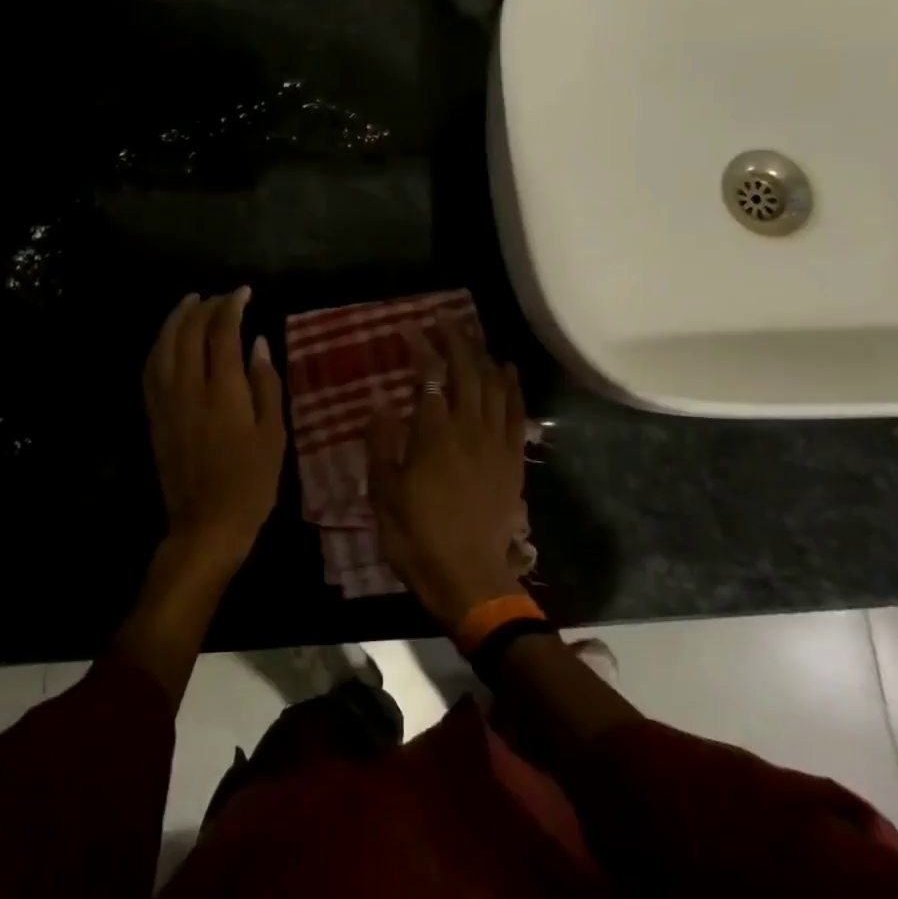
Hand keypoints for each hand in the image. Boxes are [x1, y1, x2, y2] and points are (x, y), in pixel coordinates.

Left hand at [143, 287, 286, 572]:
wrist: (206, 524)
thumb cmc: (251, 483)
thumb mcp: (273, 434)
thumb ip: (266, 384)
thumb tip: (257, 343)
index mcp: (223, 391)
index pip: (222, 332)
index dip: (232, 305)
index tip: (244, 291)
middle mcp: (189, 388)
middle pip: (189, 332)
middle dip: (205, 306)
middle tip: (222, 297)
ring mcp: (166, 401)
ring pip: (164, 345)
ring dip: (176, 318)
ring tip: (190, 301)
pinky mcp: (155, 415)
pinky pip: (151, 368)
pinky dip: (159, 345)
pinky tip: (167, 339)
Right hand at [366, 315, 528, 630]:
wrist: (469, 577)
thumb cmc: (416, 536)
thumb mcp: (384, 492)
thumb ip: (382, 444)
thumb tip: (380, 402)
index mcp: (434, 434)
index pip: (430, 377)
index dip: (422, 349)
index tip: (411, 330)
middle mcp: (468, 429)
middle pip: (467, 372)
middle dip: (456, 341)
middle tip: (445, 321)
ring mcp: (496, 443)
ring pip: (494, 386)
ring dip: (484, 356)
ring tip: (473, 336)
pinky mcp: (512, 460)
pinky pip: (516, 413)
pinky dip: (513, 386)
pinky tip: (509, 369)